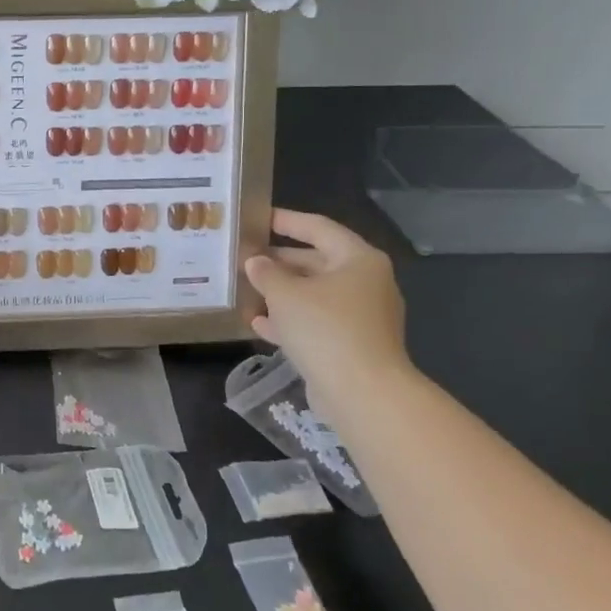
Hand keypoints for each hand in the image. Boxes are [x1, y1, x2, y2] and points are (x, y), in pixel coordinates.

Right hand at [242, 209, 408, 396]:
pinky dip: (291, 321)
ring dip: (281, 293)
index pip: (318, 227)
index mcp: (358, 259)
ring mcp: (362, 316)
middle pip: (316, 262)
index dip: (285, 220)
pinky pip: (317, 323)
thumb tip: (256, 261)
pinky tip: (258, 324)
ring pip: (315, 295)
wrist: (363, 393)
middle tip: (244, 257)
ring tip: (246, 289)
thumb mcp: (285, 294)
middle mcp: (366, 283)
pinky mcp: (353, 345)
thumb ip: (266, 272)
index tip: (256, 217)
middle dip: (279, 261)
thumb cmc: (325, 328)